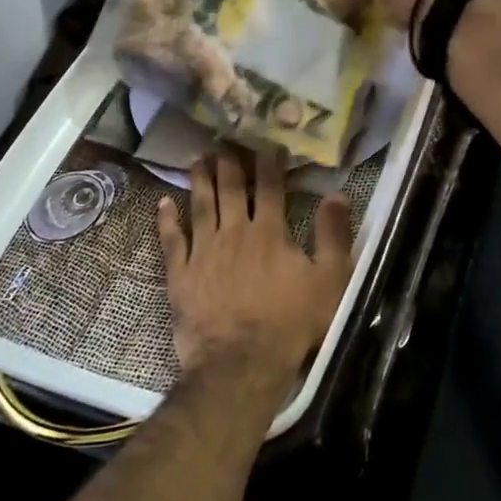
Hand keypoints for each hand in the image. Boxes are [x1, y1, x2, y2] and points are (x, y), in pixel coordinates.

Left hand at [157, 149, 352, 387]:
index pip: (270, 187)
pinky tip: (163, 202)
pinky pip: (172, 240)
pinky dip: (167, 220)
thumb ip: (333, 235)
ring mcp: (204, 251)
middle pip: (230, 189)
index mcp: (270, 232)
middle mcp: (234, 232)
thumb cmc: (292, 322)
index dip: (269, 162)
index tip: (266, 141)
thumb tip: (337, 194)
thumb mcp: (330, 280)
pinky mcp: (181, 274)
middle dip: (229, 162)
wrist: (242, 361)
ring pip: (200, 205)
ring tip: (197, 158)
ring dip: (199, 180)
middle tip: (223, 139)